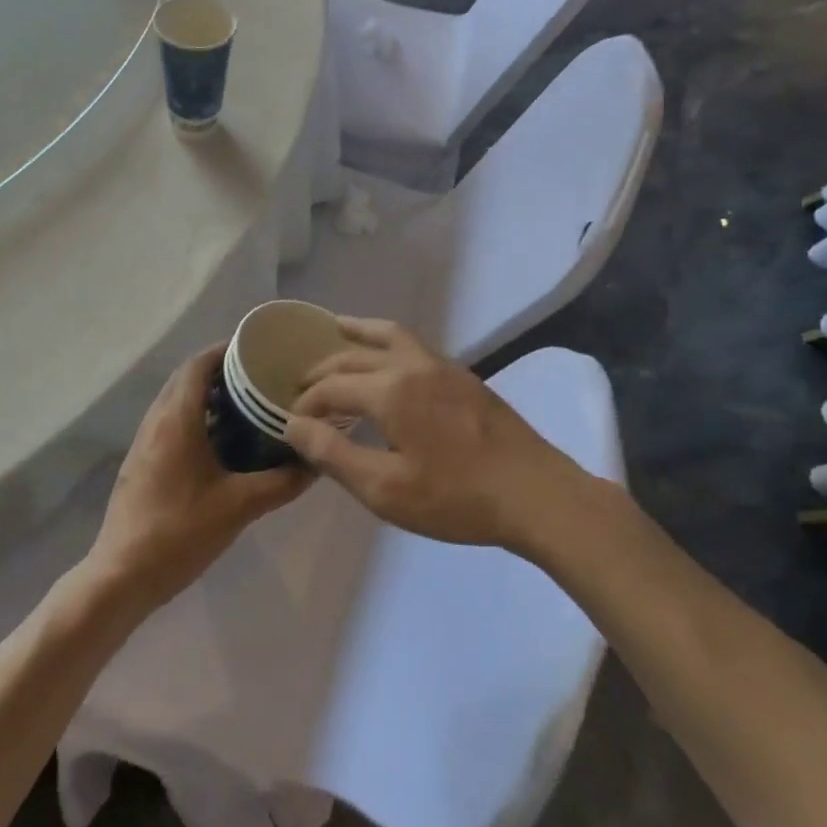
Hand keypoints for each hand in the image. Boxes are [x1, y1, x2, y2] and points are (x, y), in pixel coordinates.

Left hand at [87, 345, 312, 612]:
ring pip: (177, 401)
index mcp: (176, 419)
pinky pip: (171, 423)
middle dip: (222, 372)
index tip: (259, 350)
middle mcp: (156, 421)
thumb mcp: (239, 507)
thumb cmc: (179, 533)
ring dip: (208, 396)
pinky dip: (197, 418)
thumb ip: (281, 482)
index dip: (226, 351)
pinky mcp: (142, 463)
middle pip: (187, 378)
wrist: (121, 578)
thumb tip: (316, 462)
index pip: (198, 364)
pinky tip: (224, 443)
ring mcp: (144, 443)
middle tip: (260, 377)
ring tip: (248, 405)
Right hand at [284, 319, 584, 551]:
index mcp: (390, 390)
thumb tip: (293, 425)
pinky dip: (387, 341)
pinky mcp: (463, 376)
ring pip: (389, 335)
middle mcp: (412, 365)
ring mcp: (442, 365)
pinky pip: (413, 344)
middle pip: (355, 356)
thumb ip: (334, 454)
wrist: (536, 494)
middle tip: (301, 384)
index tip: (290, 423)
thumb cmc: (456, 498)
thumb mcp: (385, 489)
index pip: (331, 387)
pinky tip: (389, 358)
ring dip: (358, 334)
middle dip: (323, 369)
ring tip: (337, 328)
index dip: (305, 403)